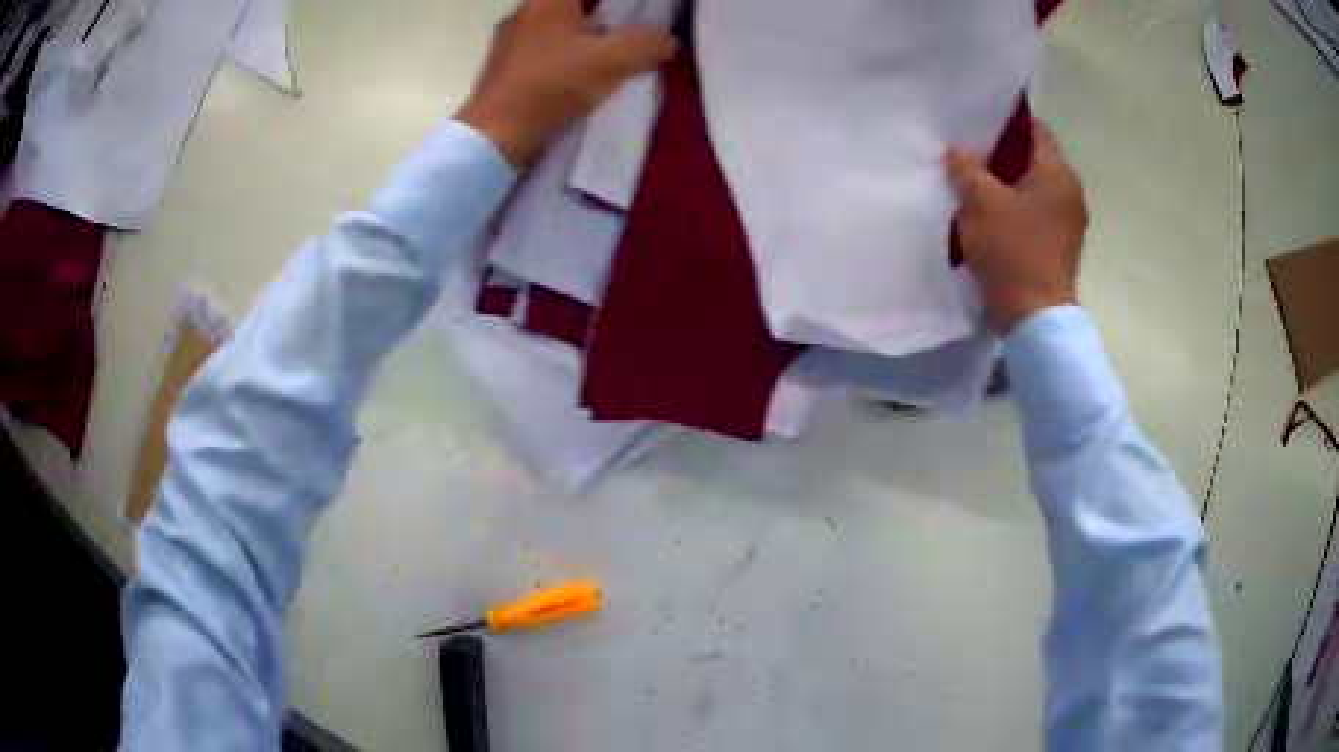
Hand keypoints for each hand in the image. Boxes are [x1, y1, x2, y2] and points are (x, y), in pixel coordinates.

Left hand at [457, 0, 677, 167]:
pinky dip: (566, 55)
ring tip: (611, 55)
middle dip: (605, 16)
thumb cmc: (550, 87)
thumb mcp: (611, 62)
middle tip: (630, 32)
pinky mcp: (503, 67)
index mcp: (548, 0)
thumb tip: (667, 39)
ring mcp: (509, 39)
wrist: (494, 137)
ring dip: (585, 35)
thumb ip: (646, 43)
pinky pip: (544, 48)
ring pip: (558, 25)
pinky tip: (579, 76)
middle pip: (573, 5)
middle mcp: (525, 11)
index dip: (620, 5)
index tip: (636, 15)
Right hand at [945, 120, 1088, 333]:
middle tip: (972, 159)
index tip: (979, 128)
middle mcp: (1071, 192)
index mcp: (1058, 174)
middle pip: (1035, 159)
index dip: (1007, 124)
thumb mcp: (981, 203)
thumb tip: (958, 151)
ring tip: (979, 189)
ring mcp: (1070, 222)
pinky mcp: (1063, 246)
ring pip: (1036, 188)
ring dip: (1009, 186)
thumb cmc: (1013, 252)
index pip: (1035, 129)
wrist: (1036, 319)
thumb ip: (967, 168)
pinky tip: (995, 219)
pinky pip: (1038, 214)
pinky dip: (1019, 210)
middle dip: (1004, 157)